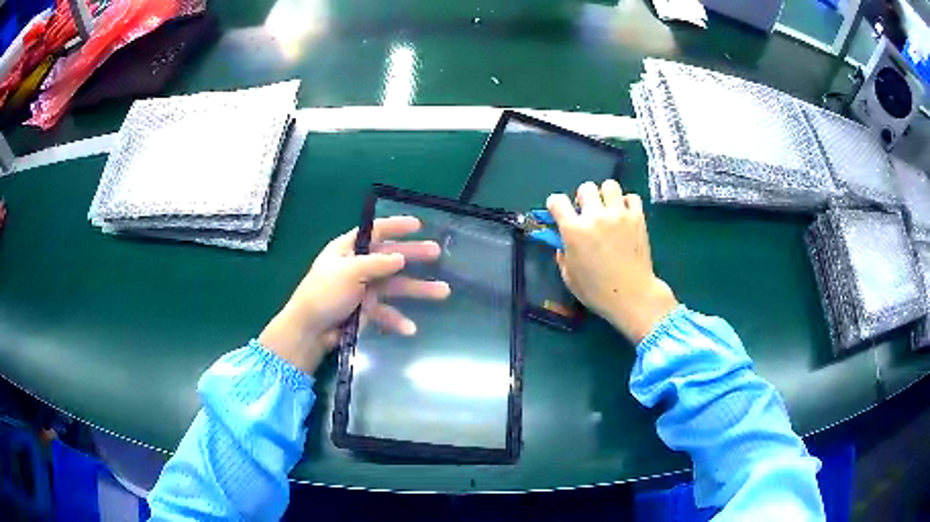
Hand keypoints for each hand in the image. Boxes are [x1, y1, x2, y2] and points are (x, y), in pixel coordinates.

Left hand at [259, 216, 450, 373]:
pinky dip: (397, 319)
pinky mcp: (366, 311)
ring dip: (418, 289)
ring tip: (443, 291)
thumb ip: (376, 264)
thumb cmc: (324, 293)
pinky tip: (410, 328)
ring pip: (396, 286)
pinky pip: (386, 312)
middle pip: (391, 257)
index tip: (418, 225)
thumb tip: (400, 257)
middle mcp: (358, 266)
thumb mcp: (349, 272)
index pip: (375, 232)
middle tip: (436, 253)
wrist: (310, 330)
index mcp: (348, 250)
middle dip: (414, 255)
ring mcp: (364, 289)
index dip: (396, 226)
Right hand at [547, 180, 677, 342]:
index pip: (557, 201)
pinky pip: (632, 197)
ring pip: (609, 185)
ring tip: (608, 210)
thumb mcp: (569, 277)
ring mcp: (619, 215)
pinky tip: (625, 215)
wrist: (633, 296)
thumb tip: (564, 242)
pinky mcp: (638, 218)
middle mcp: (595, 216)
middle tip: (588, 213)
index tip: (559, 213)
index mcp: (574, 231)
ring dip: (605, 195)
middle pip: (585, 187)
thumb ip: (563, 254)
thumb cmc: (597, 292)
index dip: (556, 205)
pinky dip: (627, 203)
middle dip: (583, 198)